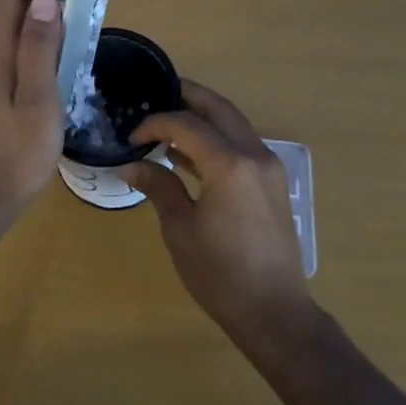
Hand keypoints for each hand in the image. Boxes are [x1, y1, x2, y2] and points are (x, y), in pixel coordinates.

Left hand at [0, 0, 65, 210]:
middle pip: (2, 7)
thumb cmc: (18, 153)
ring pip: (2, 27)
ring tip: (68, 25)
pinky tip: (52, 58)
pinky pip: (5, 48)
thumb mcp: (39, 99)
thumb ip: (39, 48)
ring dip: (33, 16)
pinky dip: (28, 39)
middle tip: (74, 3)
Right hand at [117, 82, 317, 346]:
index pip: (186, 124)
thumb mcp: (181, 230)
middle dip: (187, 96)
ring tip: (170, 119)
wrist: (275, 312)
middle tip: (158, 92)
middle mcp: (254, 154)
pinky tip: (191, 153)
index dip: (156, 123)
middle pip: (218, 108)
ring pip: (234, 123)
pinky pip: (242, 144)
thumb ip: (158, 187)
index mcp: (229, 164)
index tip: (132, 136)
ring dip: (204, 116)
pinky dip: (218, 137)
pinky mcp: (273, 181)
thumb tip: (130, 165)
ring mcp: (268, 166)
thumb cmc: (221, 275)